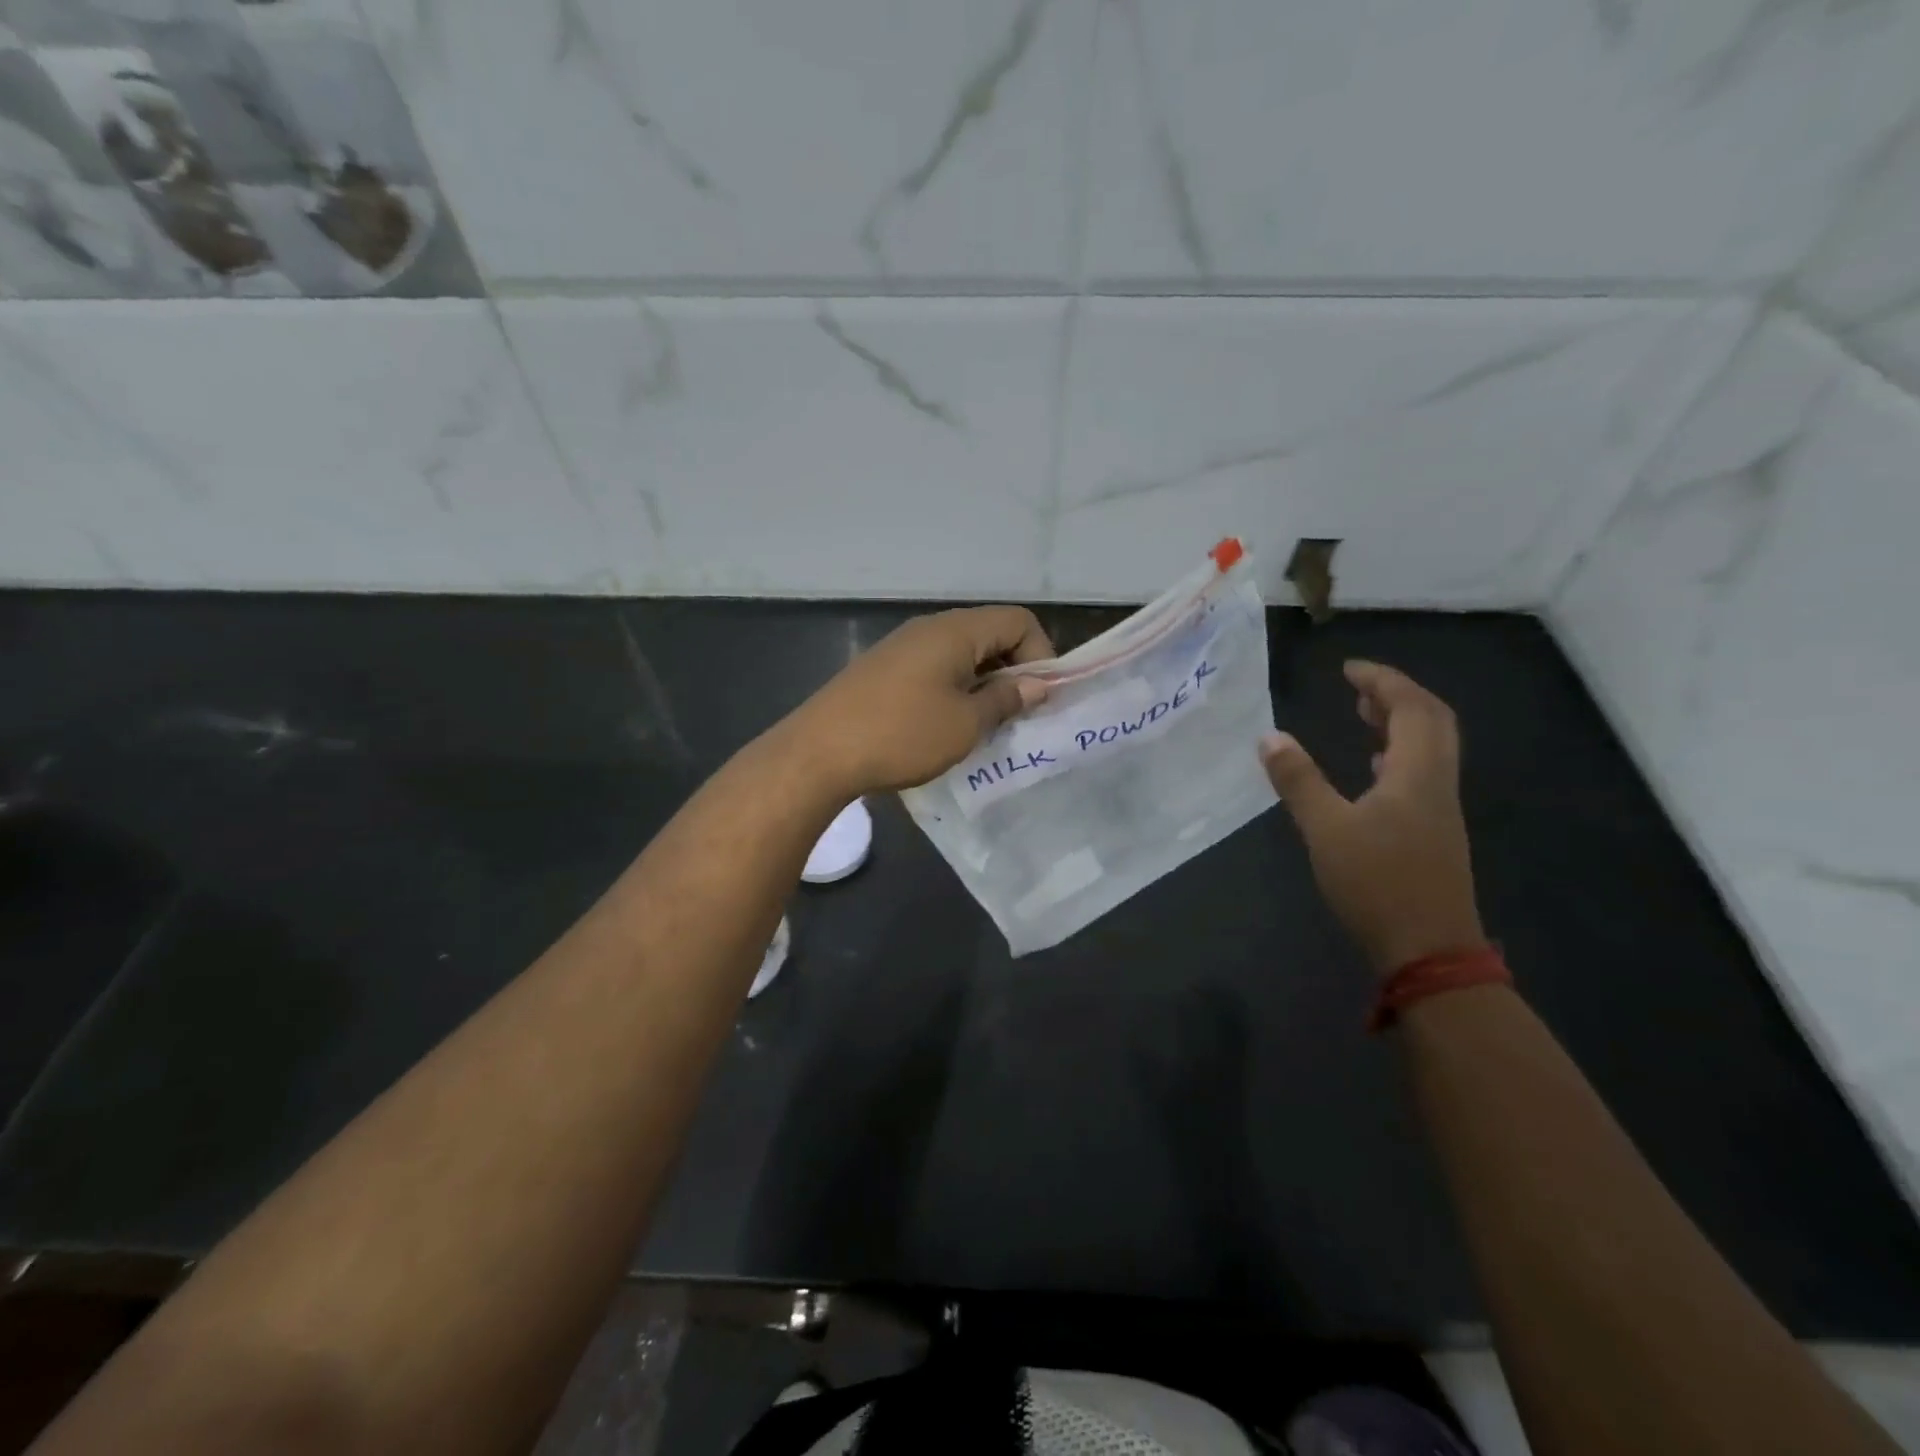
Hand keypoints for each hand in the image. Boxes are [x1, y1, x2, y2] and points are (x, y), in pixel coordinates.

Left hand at [787, 606, 1055, 795]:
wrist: (819, 753)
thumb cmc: (902, 735)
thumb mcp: (965, 724)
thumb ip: (1006, 699)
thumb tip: (1037, 684)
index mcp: (955, 631)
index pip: (1018, 621)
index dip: (1041, 655)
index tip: (1038, 699)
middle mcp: (930, 628)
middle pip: (991, 634)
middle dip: (1013, 671)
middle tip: (1016, 716)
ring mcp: (902, 647)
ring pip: (962, 654)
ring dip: (983, 685)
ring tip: (983, 726)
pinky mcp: (884, 670)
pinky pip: (935, 669)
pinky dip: (954, 690)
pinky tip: (945, 726)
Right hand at [1259, 660, 1484, 976]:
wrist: (1429, 952)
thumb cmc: (1377, 884)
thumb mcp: (1326, 830)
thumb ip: (1298, 780)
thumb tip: (1269, 736)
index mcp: (1417, 773)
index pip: (1411, 707)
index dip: (1382, 680)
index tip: (1348, 668)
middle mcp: (1437, 784)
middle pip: (1433, 721)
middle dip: (1397, 696)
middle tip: (1357, 687)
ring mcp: (1439, 810)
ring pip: (1431, 748)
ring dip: (1400, 723)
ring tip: (1362, 715)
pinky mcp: (1433, 833)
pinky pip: (1422, 773)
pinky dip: (1399, 754)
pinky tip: (1372, 768)